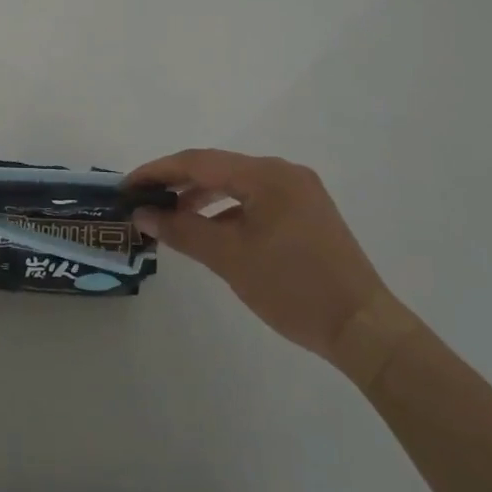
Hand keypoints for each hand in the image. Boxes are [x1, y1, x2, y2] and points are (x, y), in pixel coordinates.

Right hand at [127, 149, 409, 380]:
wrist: (363, 328)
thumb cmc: (293, 289)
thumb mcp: (230, 259)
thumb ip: (182, 230)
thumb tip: (143, 213)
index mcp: (267, 175)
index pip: (199, 162)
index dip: (159, 171)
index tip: (127, 185)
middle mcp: (283, 172)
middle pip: (217, 167)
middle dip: (177, 182)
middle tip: (143, 199)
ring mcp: (298, 191)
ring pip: (236, 183)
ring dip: (201, 196)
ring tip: (169, 215)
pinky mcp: (305, 211)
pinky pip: (255, 198)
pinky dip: (227, 209)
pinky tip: (209, 228)